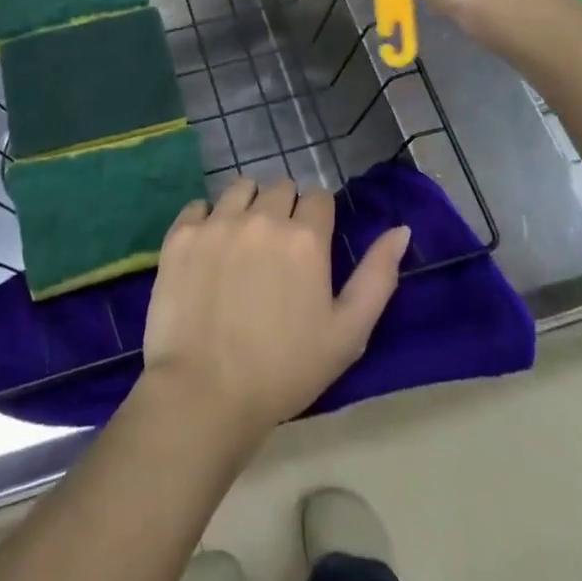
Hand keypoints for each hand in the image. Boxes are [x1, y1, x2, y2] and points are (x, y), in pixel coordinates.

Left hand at [141, 178, 408, 447]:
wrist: (205, 393)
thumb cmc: (285, 370)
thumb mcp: (348, 333)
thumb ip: (377, 276)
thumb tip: (400, 229)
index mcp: (305, 238)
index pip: (318, 196)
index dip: (318, 217)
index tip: (310, 245)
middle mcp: (262, 217)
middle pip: (279, 187)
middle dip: (284, 209)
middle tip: (277, 250)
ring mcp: (217, 222)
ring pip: (240, 188)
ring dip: (247, 206)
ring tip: (243, 243)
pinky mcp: (181, 234)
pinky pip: (199, 206)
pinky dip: (207, 220)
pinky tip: (208, 251)